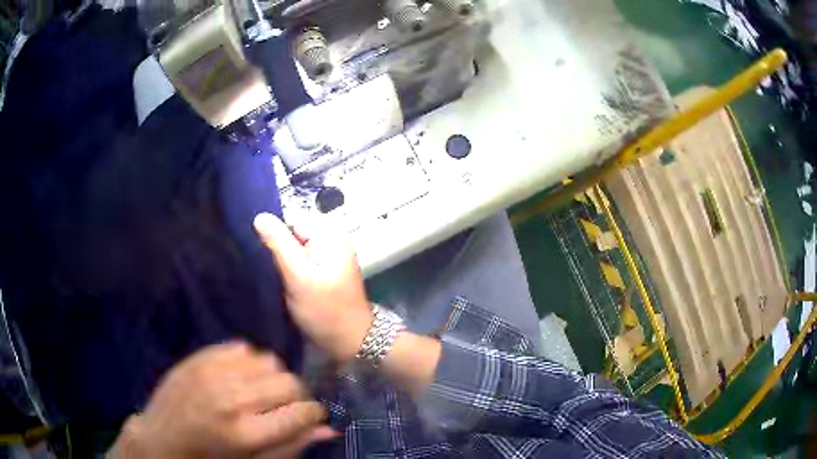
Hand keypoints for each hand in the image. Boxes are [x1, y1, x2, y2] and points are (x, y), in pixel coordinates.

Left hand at [109, 342, 334, 457]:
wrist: (162, 439)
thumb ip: (291, 447)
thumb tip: (330, 429)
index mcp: (245, 434)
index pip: (302, 412)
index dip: (313, 414)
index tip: (311, 416)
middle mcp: (231, 399)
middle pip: (289, 382)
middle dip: (296, 397)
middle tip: (283, 408)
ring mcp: (212, 373)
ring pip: (270, 361)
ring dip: (273, 379)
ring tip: (259, 394)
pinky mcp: (200, 357)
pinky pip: (244, 347)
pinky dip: (250, 363)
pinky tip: (239, 379)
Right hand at [253, 213, 372, 361]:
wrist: (350, 341)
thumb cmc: (326, 310)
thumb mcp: (299, 276)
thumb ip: (279, 245)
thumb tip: (260, 217)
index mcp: (330, 235)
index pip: (291, 221)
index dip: (273, 236)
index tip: (259, 255)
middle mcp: (330, 241)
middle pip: (291, 236)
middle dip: (276, 251)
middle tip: (262, 270)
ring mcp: (326, 258)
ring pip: (293, 253)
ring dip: (280, 264)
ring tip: (269, 278)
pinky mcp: (322, 274)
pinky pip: (299, 266)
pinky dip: (288, 273)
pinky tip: (278, 284)